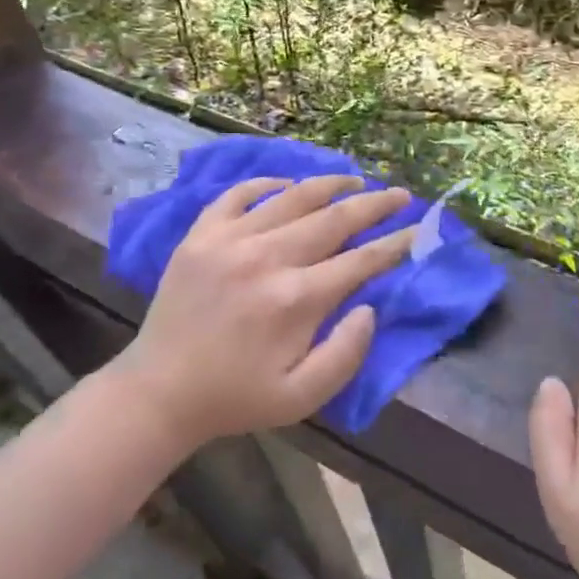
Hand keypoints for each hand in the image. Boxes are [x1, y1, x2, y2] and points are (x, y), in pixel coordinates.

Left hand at [115, 174, 413, 448]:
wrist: (159, 392)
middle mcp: (267, 257)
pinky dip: (267, 183)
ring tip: (356, 180)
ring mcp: (230, 239)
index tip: (419, 230)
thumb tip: (370, 307)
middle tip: (400, 194)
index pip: (360, 260)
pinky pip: (239, 193)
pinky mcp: (201, 234)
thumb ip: (346, 355)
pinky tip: (288, 184)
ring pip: (293, 196)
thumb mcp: (301, 398)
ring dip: (330, 185)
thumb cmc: (236, 397)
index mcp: (296, 299)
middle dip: (374, 205)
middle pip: (334, 218)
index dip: (395, 244)